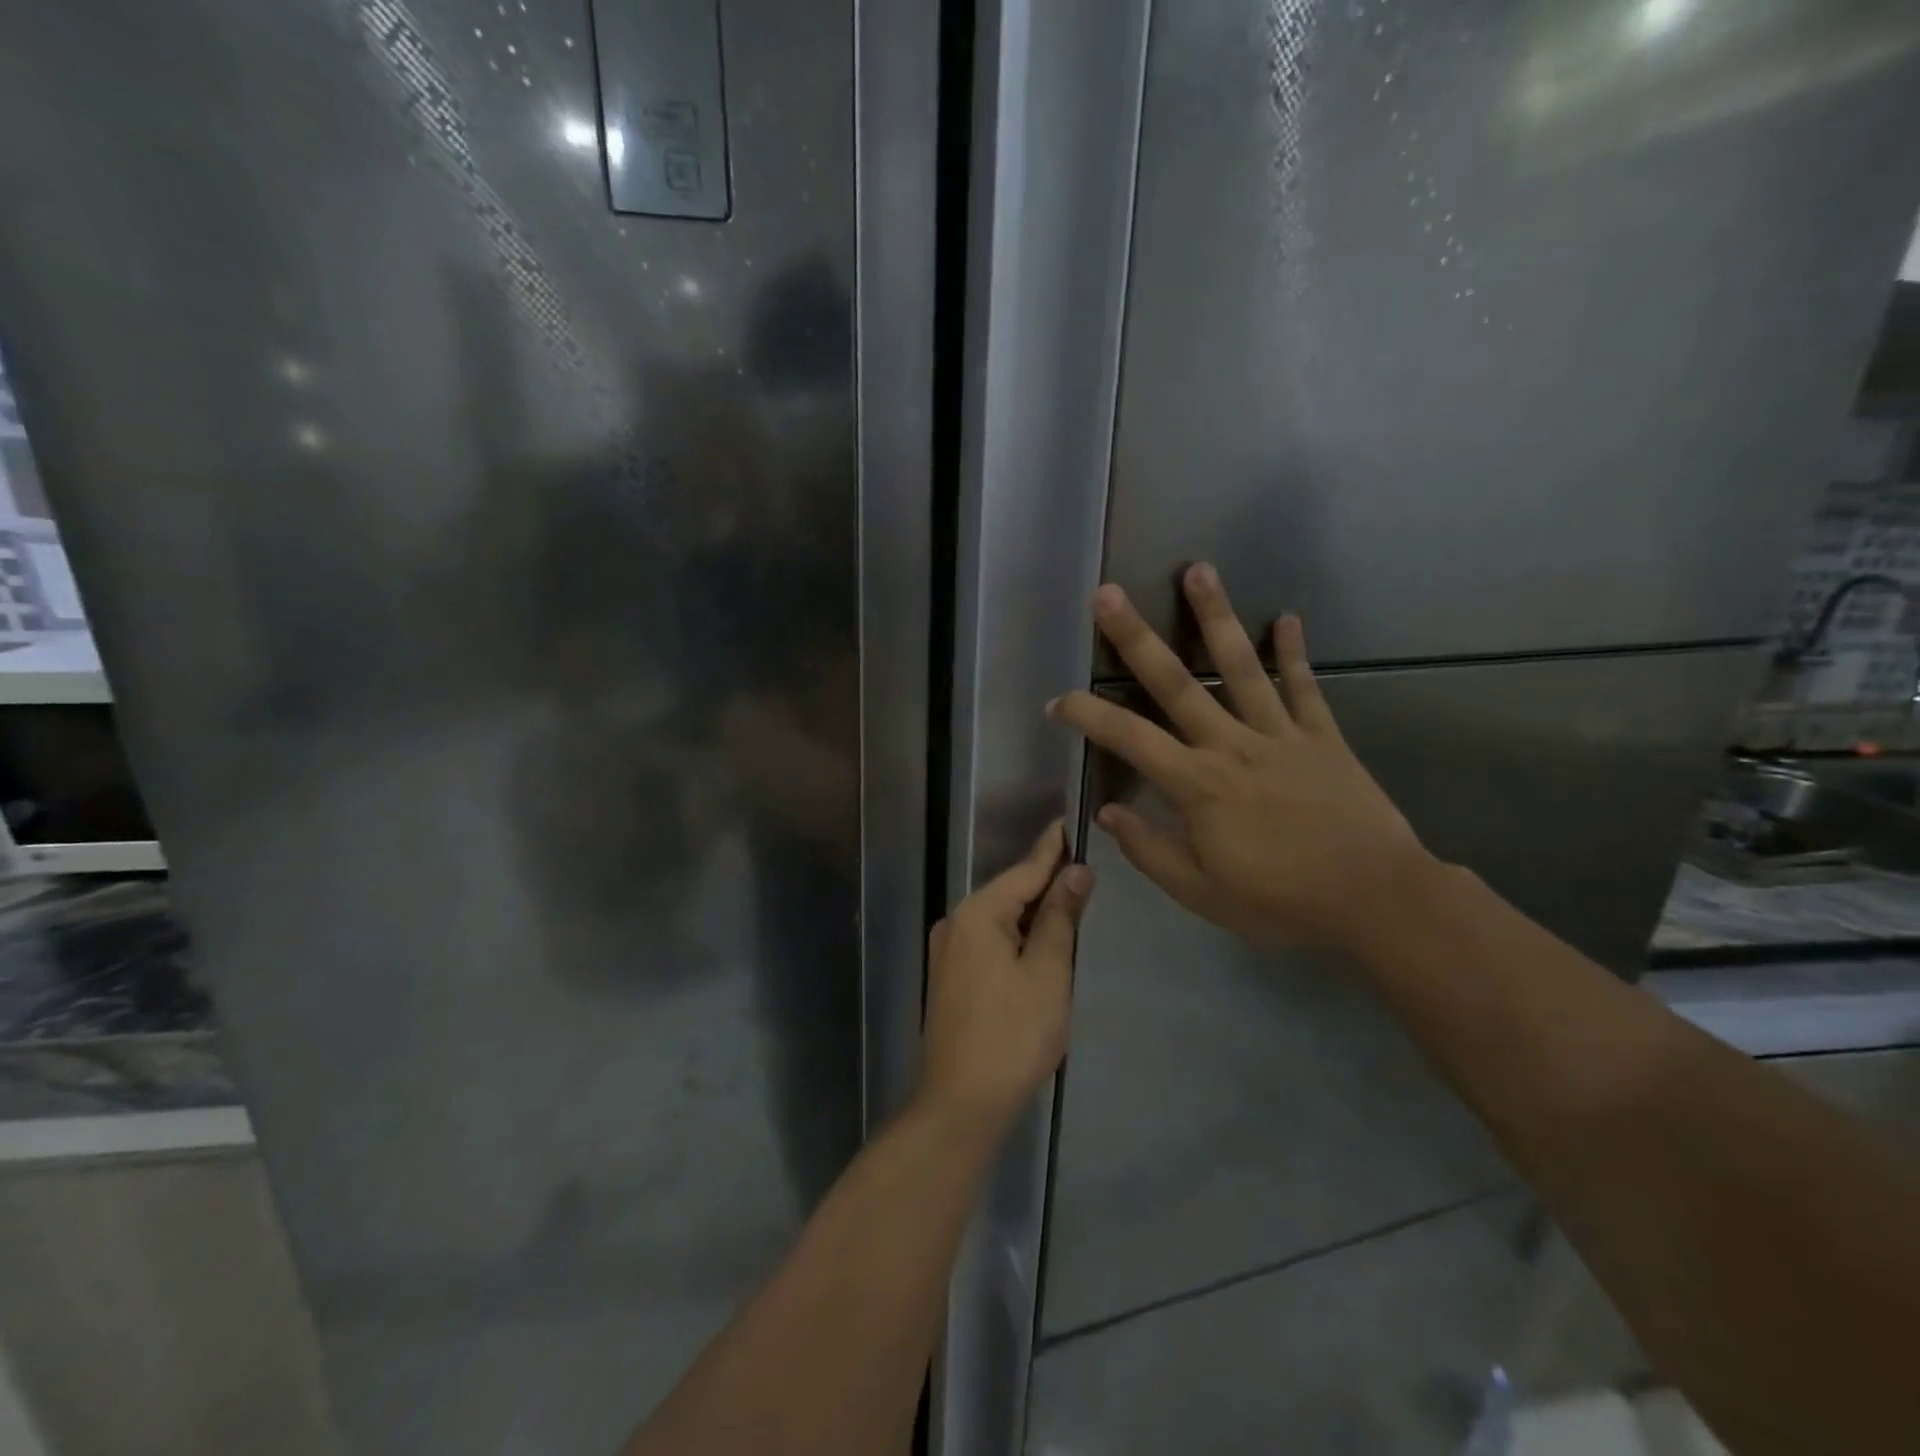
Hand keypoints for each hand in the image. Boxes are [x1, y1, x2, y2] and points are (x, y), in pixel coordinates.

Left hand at [916, 822, 1093, 1136]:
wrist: (960, 1102)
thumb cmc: (1012, 1034)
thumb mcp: (1048, 972)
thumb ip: (1060, 917)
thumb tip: (1076, 872)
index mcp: (978, 914)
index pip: (1025, 870)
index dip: (1052, 849)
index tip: (1069, 822)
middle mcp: (956, 923)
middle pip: (1010, 893)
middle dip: (1045, 882)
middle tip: (1083, 866)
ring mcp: (948, 951)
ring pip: (999, 919)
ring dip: (1033, 913)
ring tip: (1070, 900)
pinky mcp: (949, 977)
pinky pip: (989, 941)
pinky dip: (1017, 936)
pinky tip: (1038, 943)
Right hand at [1049, 564, 1433, 954]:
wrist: (1376, 899)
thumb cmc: (1280, 901)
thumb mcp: (1201, 892)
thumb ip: (1149, 850)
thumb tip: (1106, 813)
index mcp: (1196, 784)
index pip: (1127, 737)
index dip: (1086, 715)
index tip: (1057, 701)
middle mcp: (1231, 745)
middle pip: (1175, 682)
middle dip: (1136, 637)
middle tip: (1109, 593)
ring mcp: (1279, 734)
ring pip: (1240, 667)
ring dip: (1216, 617)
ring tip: (1198, 570)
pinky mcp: (1322, 737)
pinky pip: (1303, 688)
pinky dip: (1293, 653)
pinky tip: (1286, 618)